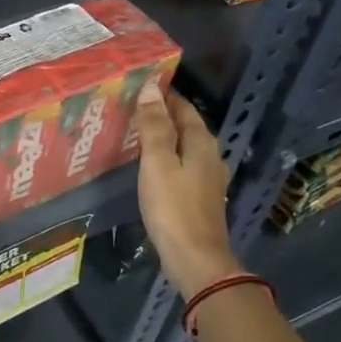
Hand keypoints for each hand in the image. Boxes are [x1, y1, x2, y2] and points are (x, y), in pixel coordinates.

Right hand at [134, 80, 242, 297]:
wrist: (194, 258)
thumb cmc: (173, 207)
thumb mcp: (158, 162)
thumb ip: (154, 126)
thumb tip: (152, 89)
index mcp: (201, 142)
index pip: (183, 107)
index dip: (163, 94)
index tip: (139, 84)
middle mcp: (210, 155)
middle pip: (185, 126)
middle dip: (161, 114)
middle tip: (131, 105)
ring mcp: (207, 178)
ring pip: (183, 147)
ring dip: (163, 137)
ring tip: (134, 132)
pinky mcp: (200, 197)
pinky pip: (181, 166)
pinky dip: (166, 158)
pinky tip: (149, 165)